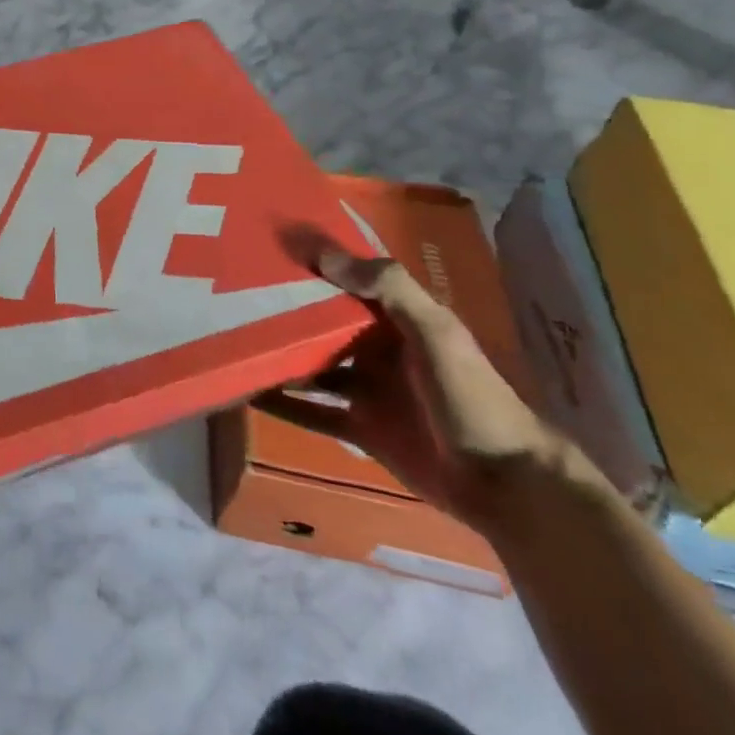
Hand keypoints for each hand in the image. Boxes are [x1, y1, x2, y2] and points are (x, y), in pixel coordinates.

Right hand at [256, 251, 568, 532]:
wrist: (508, 486)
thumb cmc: (472, 397)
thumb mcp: (437, 332)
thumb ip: (389, 289)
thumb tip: (324, 255)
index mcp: (397, 319)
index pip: (346, 281)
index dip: (310, 265)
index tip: (262, 248)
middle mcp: (376, 348)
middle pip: (321, 323)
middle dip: (282, 309)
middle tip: (229, 294)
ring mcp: (366, 389)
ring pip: (310, 365)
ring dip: (276, 356)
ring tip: (227, 340)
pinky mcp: (359, 427)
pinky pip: (311, 412)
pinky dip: (281, 405)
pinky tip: (245, 393)